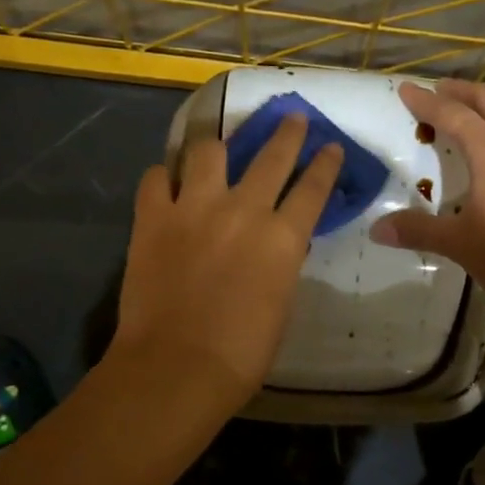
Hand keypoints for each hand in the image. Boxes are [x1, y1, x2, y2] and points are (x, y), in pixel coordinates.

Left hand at [110, 114, 342, 414]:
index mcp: (283, 238)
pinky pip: (156, 178)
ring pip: (209, 150)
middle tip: (292, 117)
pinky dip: (164, 176)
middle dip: (287, 132)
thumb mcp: (281, 303)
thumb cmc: (241, 352)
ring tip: (216, 144)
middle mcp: (243, 210)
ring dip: (217, 144)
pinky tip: (168, 181)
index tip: (331, 146)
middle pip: (272, 156)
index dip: (325, 163)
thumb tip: (277, 243)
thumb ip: (281, 263)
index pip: (313, 187)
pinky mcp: (153, 217)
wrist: (176, 367)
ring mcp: (194, 208)